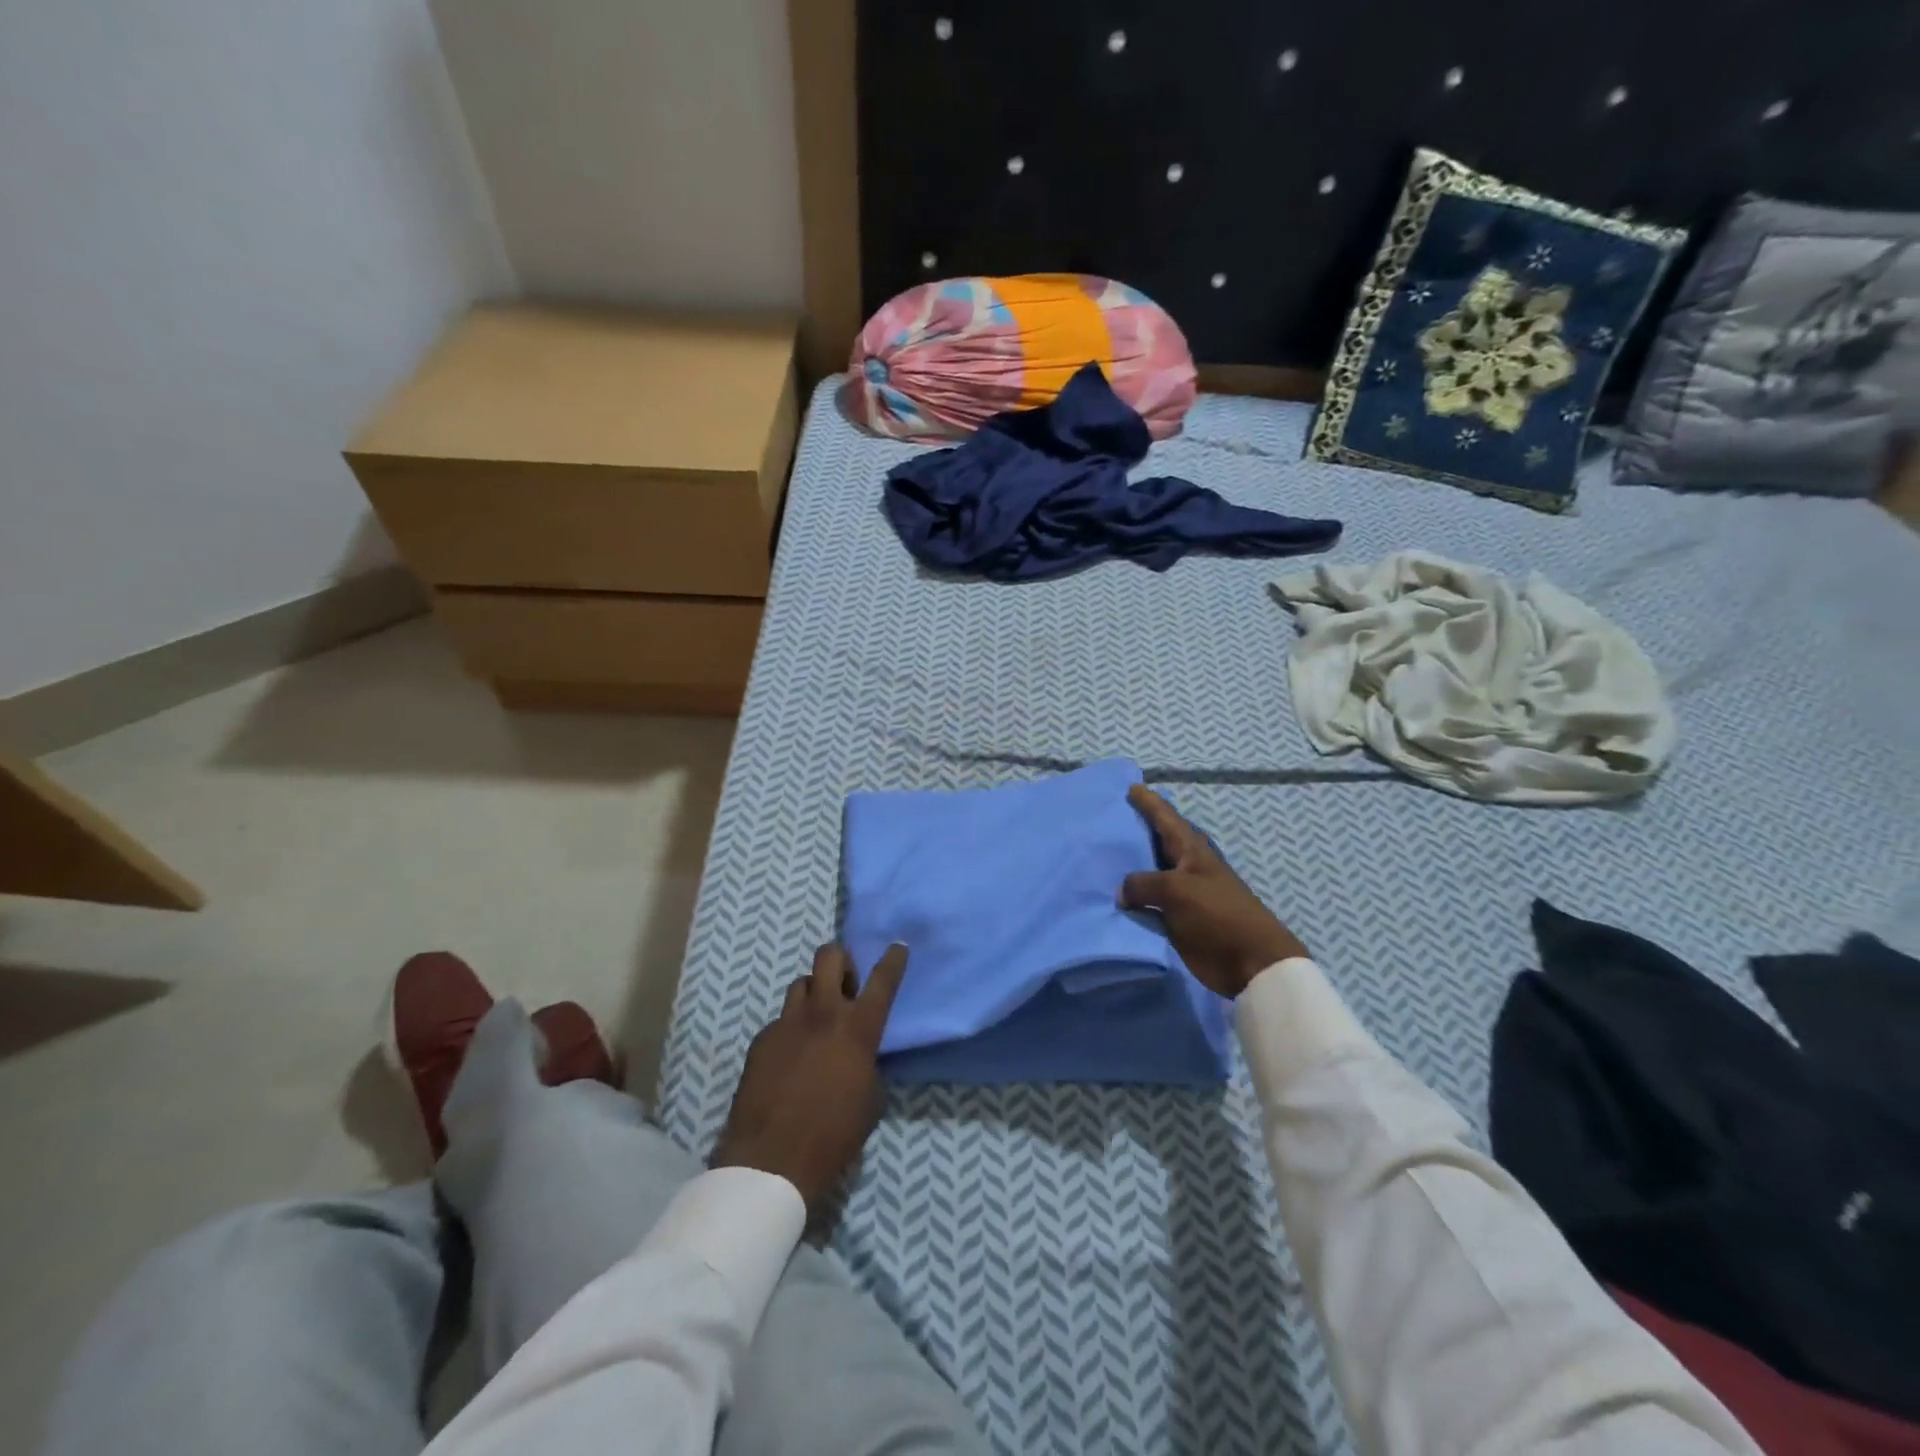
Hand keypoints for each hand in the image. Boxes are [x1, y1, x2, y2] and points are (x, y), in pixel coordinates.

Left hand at [712, 942, 908, 1219]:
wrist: (772, 1159)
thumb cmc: (834, 1134)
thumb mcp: (870, 1098)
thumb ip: (868, 1062)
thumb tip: (861, 1053)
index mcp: (858, 1028)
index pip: (883, 979)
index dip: (893, 959)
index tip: (898, 945)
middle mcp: (823, 1013)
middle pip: (830, 956)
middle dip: (841, 962)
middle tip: (846, 988)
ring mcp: (788, 1022)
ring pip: (802, 983)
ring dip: (814, 993)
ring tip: (817, 1021)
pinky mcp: (762, 1039)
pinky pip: (781, 1020)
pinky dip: (791, 1030)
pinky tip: (790, 1058)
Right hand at [1120, 784, 1307, 998]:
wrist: (1249, 961)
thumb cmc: (1218, 914)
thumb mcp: (1177, 890)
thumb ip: (1143, 884)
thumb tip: (1122, 891)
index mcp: (1191, 850)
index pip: (1165, 817)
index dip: (1149, 802)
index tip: (1130, 787)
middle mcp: (1185, 867)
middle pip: (1155, 843)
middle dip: (1134, 831)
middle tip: (1106, 819)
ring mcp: (1181, 894)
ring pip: (1148, 874)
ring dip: (1129, 868)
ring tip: (1100, 856)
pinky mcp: (1176, 920)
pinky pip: (1147, 904)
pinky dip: (1131, 900)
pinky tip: (1109, 897)